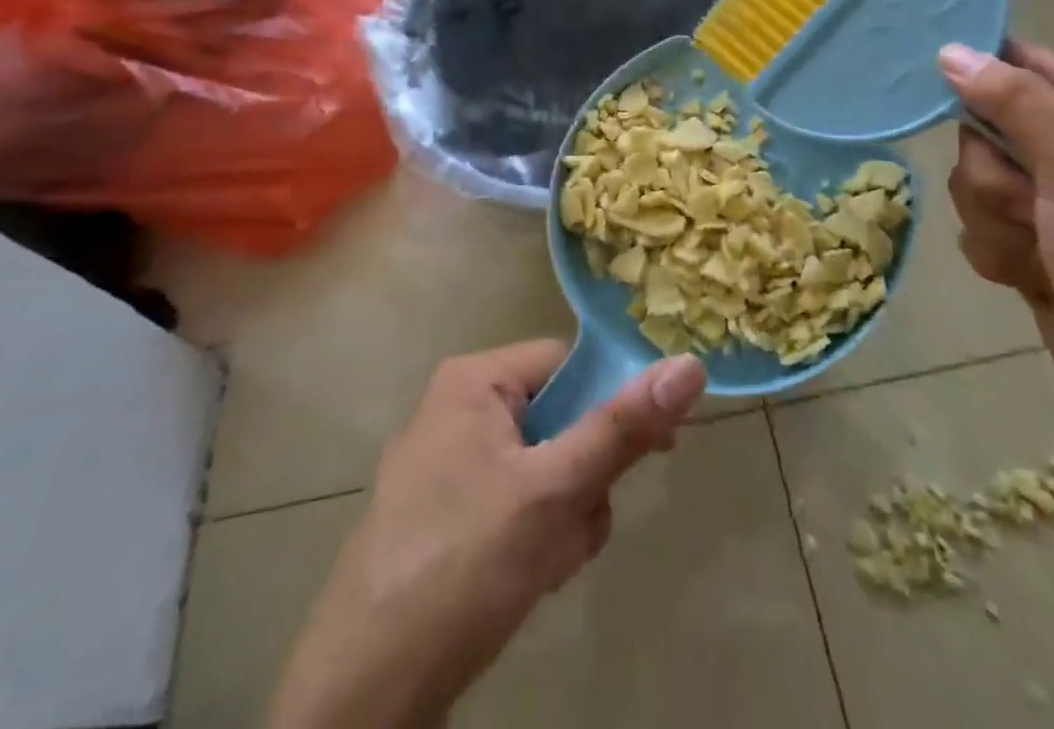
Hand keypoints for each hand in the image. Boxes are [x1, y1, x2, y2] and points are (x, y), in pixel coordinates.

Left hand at [272, 343, 706, 728]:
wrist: (365, 691)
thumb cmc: (464, 564)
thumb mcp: (554, 491)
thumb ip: (622, 428)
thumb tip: (688, 364)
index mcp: (474, 380)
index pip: (568, 363)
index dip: (614, 400)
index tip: (657, 447)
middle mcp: (457, 409)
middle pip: (558, 420)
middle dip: (582, 480)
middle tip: (577, 526)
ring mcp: (446, 465)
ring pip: (543, 469)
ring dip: (563, 518)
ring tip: (544, 565)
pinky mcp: (443, 516)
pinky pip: (514, 504)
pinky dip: (534, 539)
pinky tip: (524, 582)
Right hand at [939, 41, 1053, 472]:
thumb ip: (1017, 104)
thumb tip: (953, 52)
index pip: (1032, 66)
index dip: (984, 71)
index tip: (932, 79)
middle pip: (990, 132)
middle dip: (996, 177)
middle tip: (1032, 210)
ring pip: (977, 184)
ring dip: (996, 222)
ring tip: (1041, 260)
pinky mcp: (1039, 253)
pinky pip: (982, 229)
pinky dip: (999, 255)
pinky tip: (1032, 285)